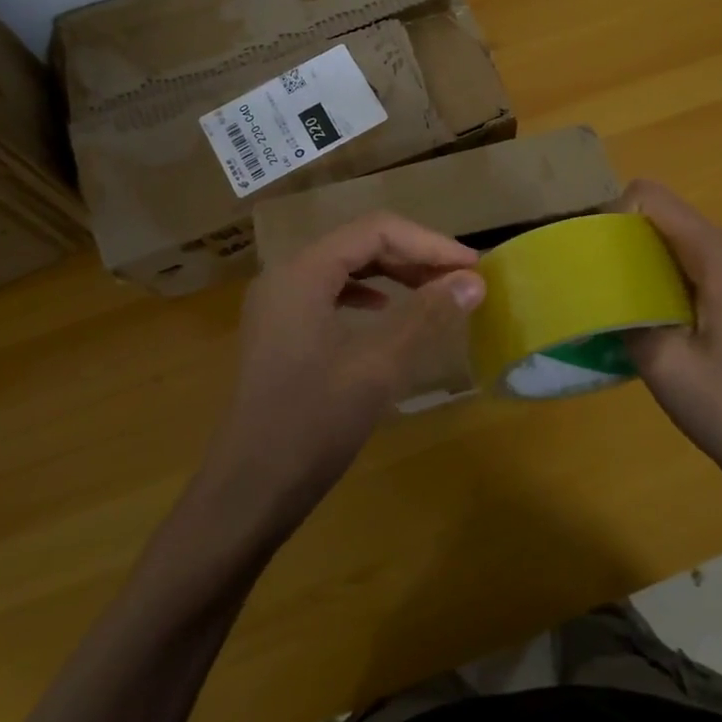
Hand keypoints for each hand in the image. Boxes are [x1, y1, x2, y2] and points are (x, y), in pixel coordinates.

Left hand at [203, 213, 485, 524]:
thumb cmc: (311, 425)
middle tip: (460, 278)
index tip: (472, 266)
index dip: (429, 242)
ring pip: (345, 267)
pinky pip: (330, 293)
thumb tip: (473, 280)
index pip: (375, 230)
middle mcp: (285, 276)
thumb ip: (425, 316)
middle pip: (359, 243)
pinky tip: (385, 311)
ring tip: (435, 290)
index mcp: (302, 272)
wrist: (248, 491)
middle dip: (413, 255)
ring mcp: (279, 304)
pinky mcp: (280, 331)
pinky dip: (366, 294)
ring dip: (393, 273)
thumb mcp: (377, 368)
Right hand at [618, 181, 721, 513]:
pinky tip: (645, 315)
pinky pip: (686, 259)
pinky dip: (657, 274)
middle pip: (660, 213)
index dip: (612, 217)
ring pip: (671, 236)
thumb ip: (622, 310)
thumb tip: (592, 287)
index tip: (593, 259)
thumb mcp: (661, 361)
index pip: (650, 197)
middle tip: (594, 283)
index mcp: (718, 255)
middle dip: (621, 238)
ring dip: (637, 259)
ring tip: (613, 300)